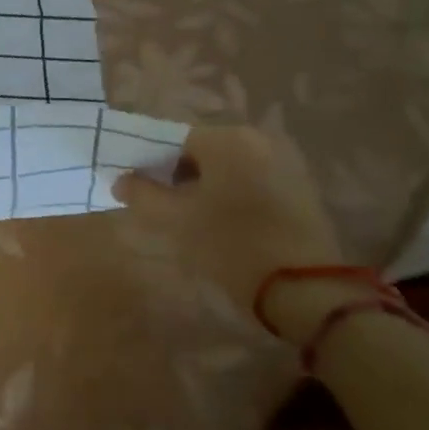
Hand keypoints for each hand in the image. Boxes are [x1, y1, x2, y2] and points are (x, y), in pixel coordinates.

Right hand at [113, 125, 346, 337]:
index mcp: (226, 139)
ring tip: (189, 220)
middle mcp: (258, 141)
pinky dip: (231, 196)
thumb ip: (142, 193)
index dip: (150, 164)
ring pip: (227, 169)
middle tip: (161, 208)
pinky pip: (252, 182)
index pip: (173, 139)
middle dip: (177, 176)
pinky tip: (222, 226)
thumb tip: (122, 180)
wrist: (306, 290)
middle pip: (202, 152)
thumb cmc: (231, 245)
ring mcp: (285, 164)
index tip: (138, 191)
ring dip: (204, 187)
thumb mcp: (175, 220)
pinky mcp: (301, 191)